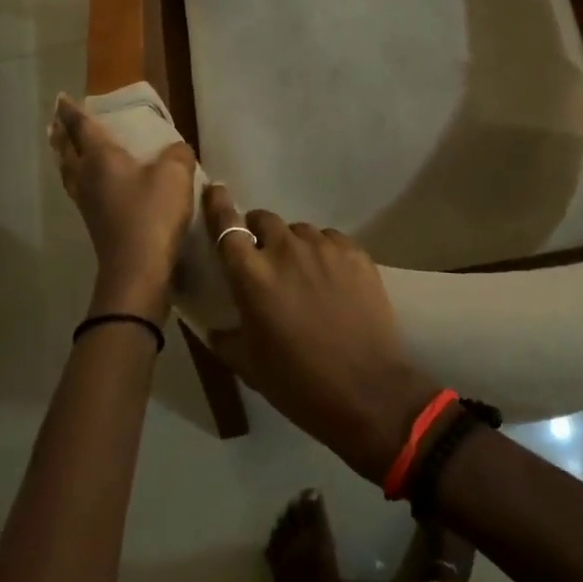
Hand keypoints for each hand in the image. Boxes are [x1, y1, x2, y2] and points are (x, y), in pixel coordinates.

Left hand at [48, 94, 196, 322]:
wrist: (138, 269)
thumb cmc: (152, 213)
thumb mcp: (175, 174)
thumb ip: (178, 154)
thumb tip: (176, 149)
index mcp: (100, 158)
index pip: (82, 127)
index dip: (72, 112)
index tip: (61, 98)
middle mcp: (87, 177)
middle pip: (67, 150)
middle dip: (62, 134)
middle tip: (57, 122)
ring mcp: (87, 202)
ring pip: (69, 172)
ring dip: (65, 156)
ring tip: (66, 148)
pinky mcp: (95, 223)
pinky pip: (79, 188)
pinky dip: (78, 176)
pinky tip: (91, 181)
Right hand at [203, 187, 440, 483]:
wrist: (366, 390)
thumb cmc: (298, 384)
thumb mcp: (249, 365)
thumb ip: (226, 336)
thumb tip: (216, 324)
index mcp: (252, 276)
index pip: (226, 227)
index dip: (218, 206)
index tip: (215, 191)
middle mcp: (285, 250)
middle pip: (264, 220)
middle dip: (259, 234)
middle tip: (265, 261)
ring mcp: (324, 247)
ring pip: (300, 231)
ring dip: (293, 246)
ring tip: (303, 277)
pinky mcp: (355, 252)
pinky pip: (331, 240)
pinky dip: (324, 253)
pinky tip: (331, 281)